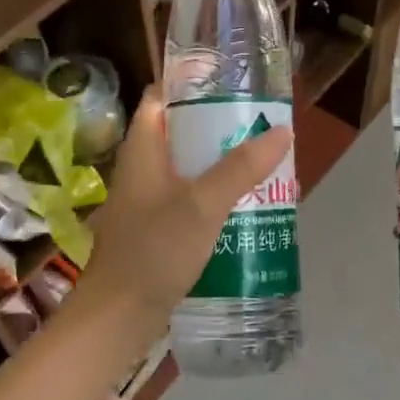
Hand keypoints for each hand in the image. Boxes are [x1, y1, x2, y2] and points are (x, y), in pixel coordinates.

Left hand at [72, 89, 293, 358]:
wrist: (118, 317)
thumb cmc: (155, 251)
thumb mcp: (203, 204)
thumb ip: (241, 167)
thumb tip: (282, 130)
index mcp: (142, 149)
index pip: (160, 98)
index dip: (191, 84)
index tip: (230, 81)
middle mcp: (141, 168)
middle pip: (179, 132)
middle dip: (217, 127)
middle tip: (259, 124)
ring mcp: (147, 200)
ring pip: (186, 168)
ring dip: (219, 163)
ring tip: (260, 161)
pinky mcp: (155, 229)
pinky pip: (188, 198)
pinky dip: (213, 194)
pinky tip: (243, 205)